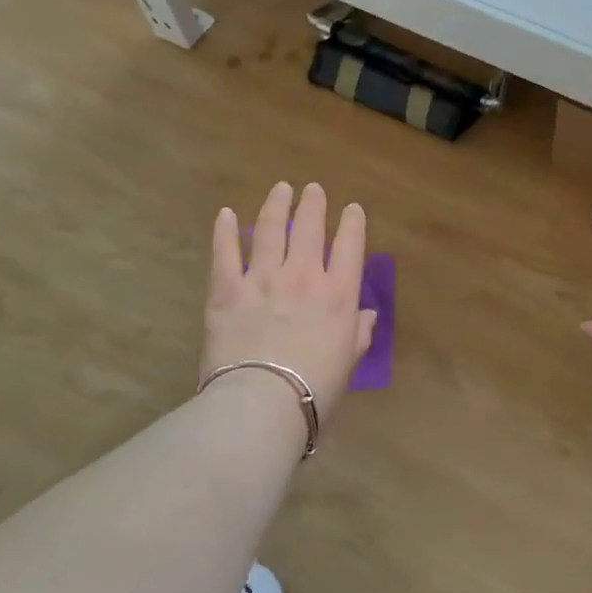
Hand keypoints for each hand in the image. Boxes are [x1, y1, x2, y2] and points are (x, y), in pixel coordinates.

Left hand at [202, 181, 377, 427]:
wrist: (262, 403)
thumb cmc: (315, 389)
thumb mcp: (349, 362)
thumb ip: (359, 334)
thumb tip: (366, 315)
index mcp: (338, 294)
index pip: (350, 246)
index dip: (353, 223)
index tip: (352, 209)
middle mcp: (303, 276)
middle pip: (310, 228)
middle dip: (313, 204)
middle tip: (313, 189)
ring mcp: (262, 279)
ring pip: (269, 230)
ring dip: (276, 205)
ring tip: (281, 189)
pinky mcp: (226, 290)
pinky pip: (225, 253)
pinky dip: (224, 231)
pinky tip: (225, 214)